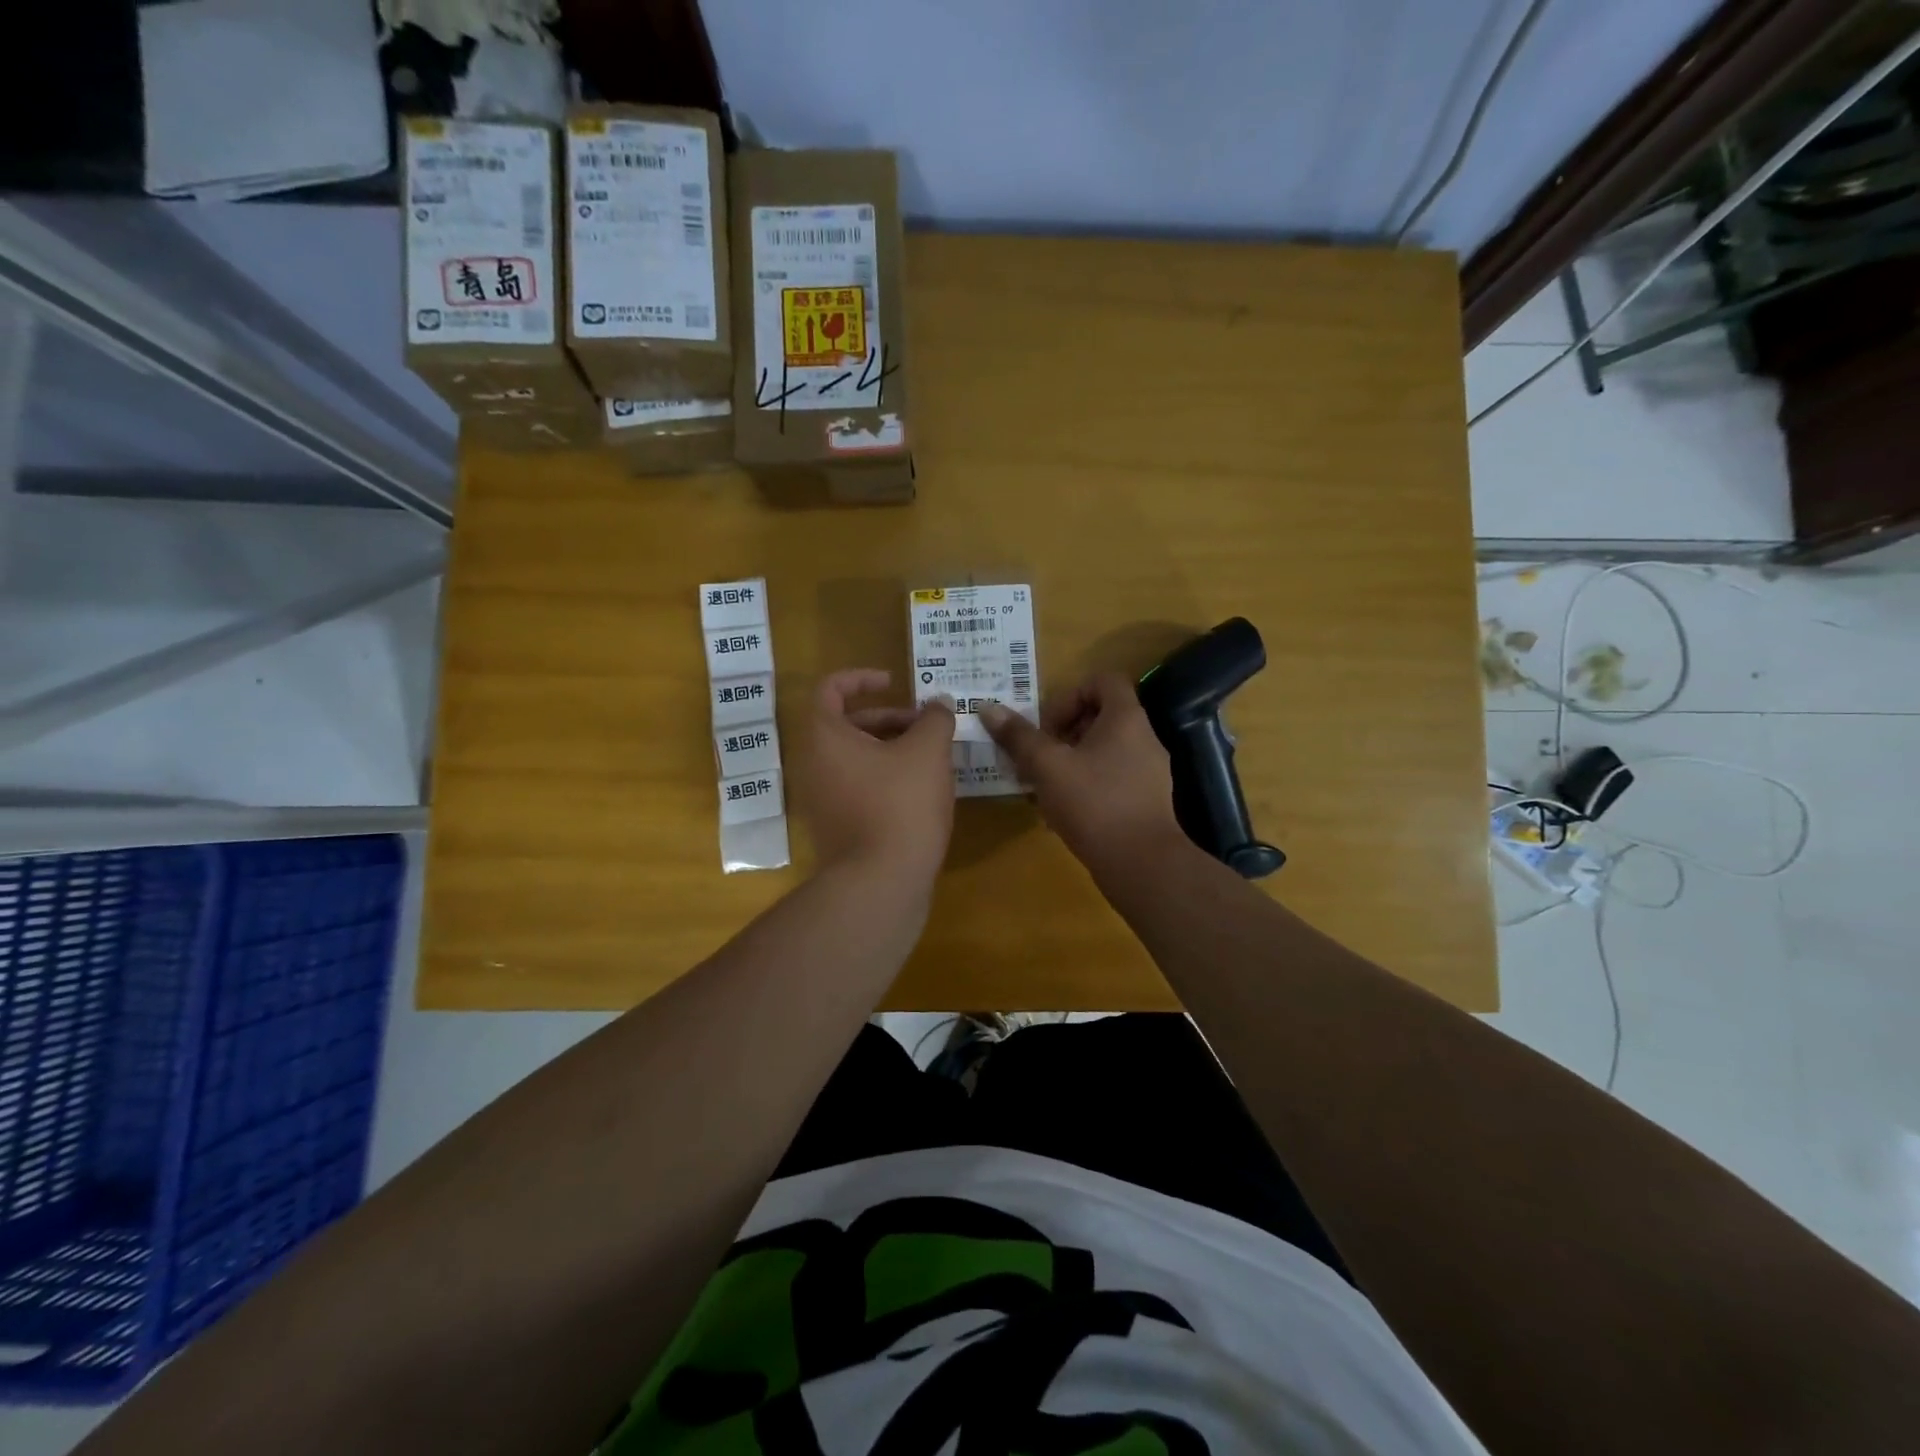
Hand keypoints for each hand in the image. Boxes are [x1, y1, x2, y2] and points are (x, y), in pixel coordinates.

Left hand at [799, 669, 956, 890]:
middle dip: (890, 718)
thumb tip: (940, 704)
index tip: (894, 682)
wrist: (881, 883)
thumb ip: (935, 718)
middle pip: (848, 724)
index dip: (861, 677)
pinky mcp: (837, 827)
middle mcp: (814, 765)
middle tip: (927, 727)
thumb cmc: (901, 804)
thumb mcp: (928, 752)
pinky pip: (859, 787)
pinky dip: (886, 778)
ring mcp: (822, 800)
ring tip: (933, 760)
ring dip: (892, 749)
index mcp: (826, 737)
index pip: (830, 689)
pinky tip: (922, 792)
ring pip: (857, 758)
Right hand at [979, 674, 1185, 877]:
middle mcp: (1144, 738)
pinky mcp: (1146, 801)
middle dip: (1062, 733)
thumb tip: (988, 708)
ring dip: (1070, 762)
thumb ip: (1018, 736)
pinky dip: (1085, 786)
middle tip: (1038, 757)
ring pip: (1103, 751)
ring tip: (1043, 786)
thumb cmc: (1094, 803)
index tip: (1046, 726)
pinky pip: (1112, 779)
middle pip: (1100, 717)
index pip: (1103, 680)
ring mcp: (1149, 772)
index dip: (1069, 695)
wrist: (1142, 864)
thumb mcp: (1047, 766)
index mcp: (1126, 718)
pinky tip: (1061, 812)